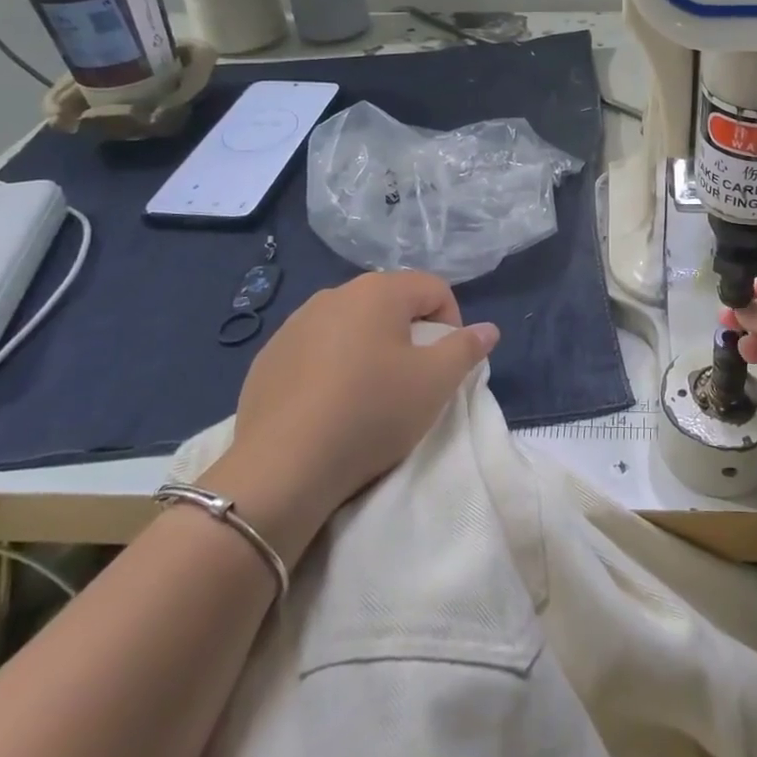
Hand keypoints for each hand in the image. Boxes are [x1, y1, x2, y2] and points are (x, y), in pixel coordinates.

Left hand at [208, 272, 498, 557]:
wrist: (282, 468)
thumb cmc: (371, 413)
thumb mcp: (435, 383)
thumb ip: (467, 348)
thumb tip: (488, 329)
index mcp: (379, 291)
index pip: (434, 288)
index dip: (452, 324)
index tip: (445, 365)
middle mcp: (335, 294)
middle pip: (391, 303)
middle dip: (410, 335)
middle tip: (412, 381)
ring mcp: (295, 324)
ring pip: (351, 326)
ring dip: (370, 349)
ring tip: (370, 395)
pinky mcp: (268, 357)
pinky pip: (316, 350)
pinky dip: (332, 367)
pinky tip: (330, 406)